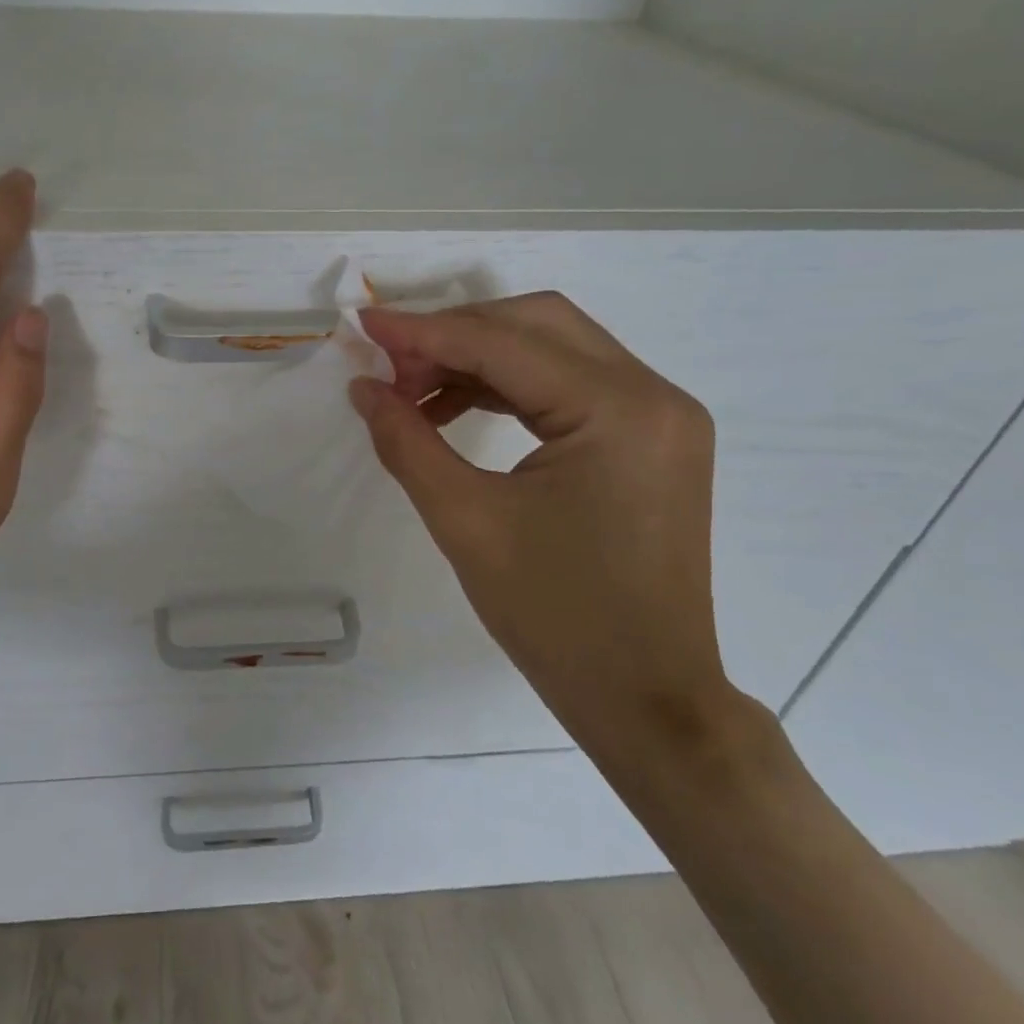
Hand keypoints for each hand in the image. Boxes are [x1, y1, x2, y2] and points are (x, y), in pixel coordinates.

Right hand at [351, 294, 741, 766]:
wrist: (646, 700)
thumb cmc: (556, 618)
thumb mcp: (466, 522)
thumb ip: (407, 441)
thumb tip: (363, 387)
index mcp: (620, 411)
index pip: (504, 344)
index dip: (424, 331)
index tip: (363, 323)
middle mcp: (653, 395)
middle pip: (537, 325)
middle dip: (455, 334)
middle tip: (392, 364)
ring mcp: (660, 416)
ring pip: (554, 349)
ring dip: (479, 358)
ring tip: (414, 390)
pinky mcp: (651, 439)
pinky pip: (570, 386)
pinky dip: (509, 387)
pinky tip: (457, 409)